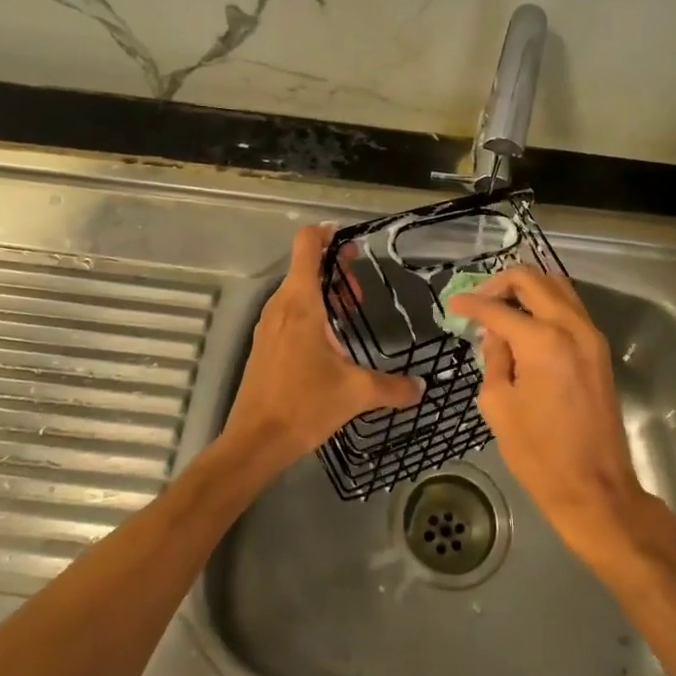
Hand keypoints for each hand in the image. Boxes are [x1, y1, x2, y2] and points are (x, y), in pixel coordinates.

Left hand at [221, 225, 420, 473]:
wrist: (255, 441)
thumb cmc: (304, 405)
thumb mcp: (355, 393)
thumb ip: (392, 387)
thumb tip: (421, 388)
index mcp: (301, 303)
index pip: (307, 245)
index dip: (327, 233)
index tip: (351, 240)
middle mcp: (281, 305)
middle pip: (305, 265)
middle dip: (335, 267)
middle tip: (361, 286)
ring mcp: (269, 324)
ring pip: (297, 289)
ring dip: (324, 290)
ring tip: (351, 311)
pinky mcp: (265, 343)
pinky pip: (289, 310)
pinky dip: (311, 309)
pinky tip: (330, 338)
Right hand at [447, 266, 648, 553]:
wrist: (596, 488)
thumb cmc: (539, 453)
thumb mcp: (498, 405)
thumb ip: (494, 359)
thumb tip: (495, 335)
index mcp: (542, 341)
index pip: (498, 308)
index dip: (471, 304)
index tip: (453, 303)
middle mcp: (571, 327)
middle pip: (533, 279)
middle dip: (499, 283)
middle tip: (478, 300)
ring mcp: (591, 336)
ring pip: (556, 286)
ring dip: (526, 288)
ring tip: (500, 306)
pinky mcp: (599, 349)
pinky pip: (570, 307)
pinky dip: (545, 303)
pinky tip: (525, 322)